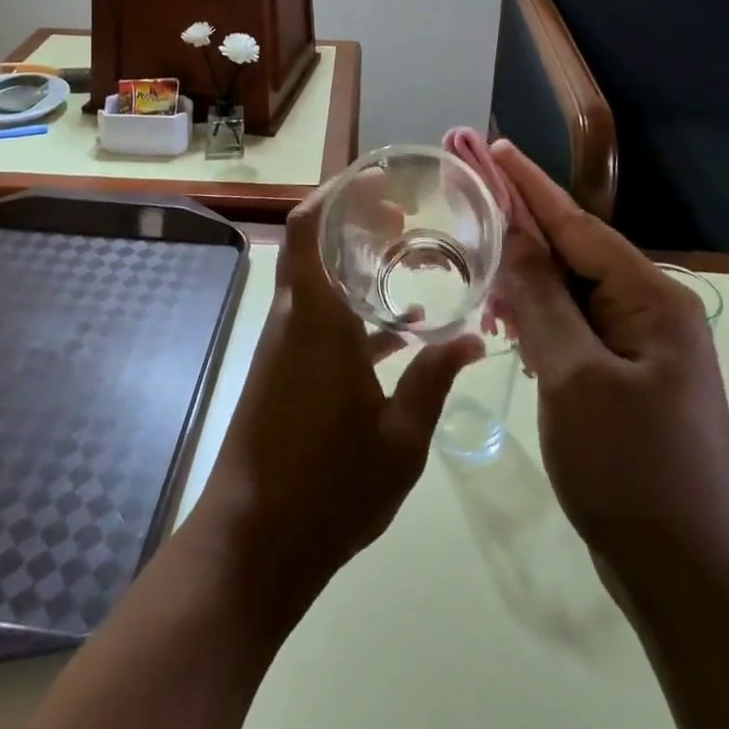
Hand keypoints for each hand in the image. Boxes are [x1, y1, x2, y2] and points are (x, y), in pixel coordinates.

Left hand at [188, 188, 481, 624]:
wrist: (253, 546)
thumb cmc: (330, 487)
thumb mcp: (401, 439)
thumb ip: (434, 380)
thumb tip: (475, 339)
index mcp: (317, 318)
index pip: (307, 228)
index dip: (335, 193)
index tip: (377, 181)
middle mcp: (294, 318)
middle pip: (312, 244)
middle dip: (352, 221)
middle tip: (401, 217)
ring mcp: (283, 344)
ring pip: (314, 280)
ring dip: (351, 264)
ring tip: (404, 260)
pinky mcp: (282, 370)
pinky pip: (315, 318)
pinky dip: (348, 309)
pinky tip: (394, 332)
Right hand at [487, 142, 728, 574]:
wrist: (688, 581)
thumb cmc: (630, 470)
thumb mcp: (573, 376)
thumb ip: (540, 299)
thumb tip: (514, 236)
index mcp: (651, 299)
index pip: (577, 225)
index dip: (529, 185)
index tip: (494, 146)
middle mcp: (652, 312)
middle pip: (575, 253)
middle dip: (523, 226)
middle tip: (472, 196)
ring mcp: (642, 348)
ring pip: (572, 293)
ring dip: (527, 277)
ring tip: (479, 259)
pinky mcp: (627, 380)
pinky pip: (575, 329)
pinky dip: (540, 319)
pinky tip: (507, 319)